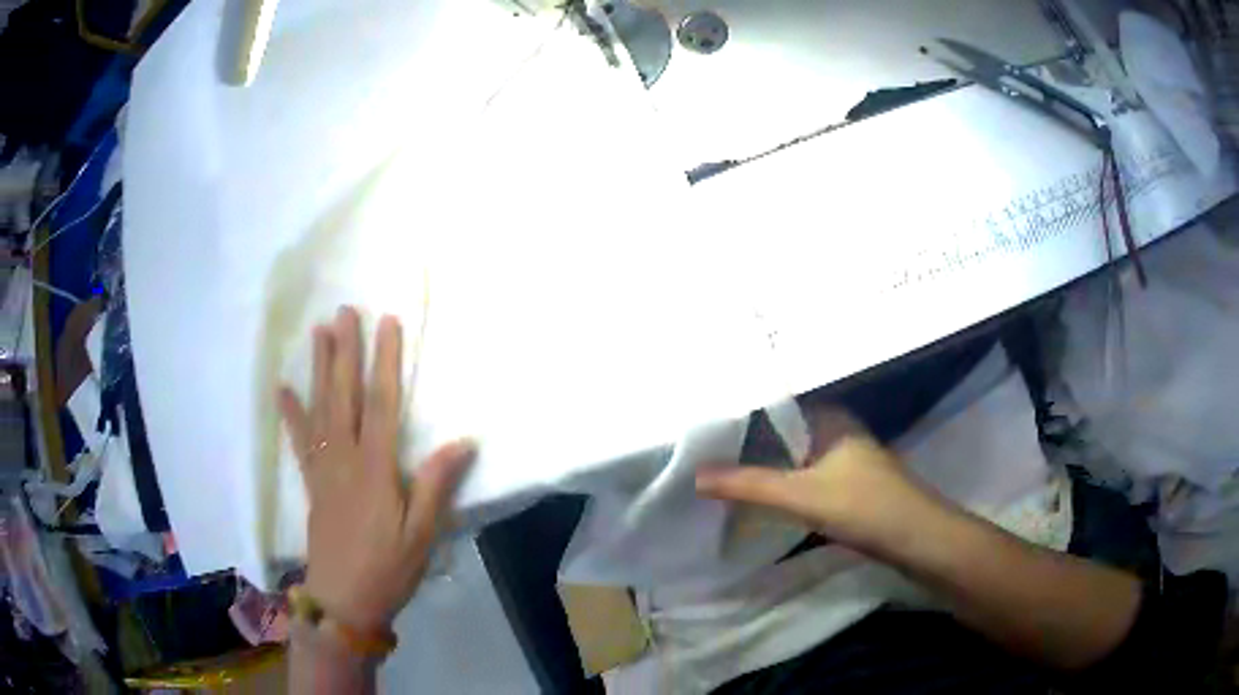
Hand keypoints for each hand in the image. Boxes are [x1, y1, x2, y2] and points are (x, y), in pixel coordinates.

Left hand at [278, 306, 474, 631]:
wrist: (343, 600)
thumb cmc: (388, 568)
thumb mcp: (422, 533)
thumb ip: (436, 485)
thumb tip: (463, 441)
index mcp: (375, 468)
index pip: (382, 403)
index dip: (386, 361)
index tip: (388, 323)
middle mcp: (344, 458)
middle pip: (344, 395)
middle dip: (346, 351)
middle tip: (345, 311)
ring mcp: (323, 468)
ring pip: (319, 409)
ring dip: (319, 369)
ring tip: (318, 333)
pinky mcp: (312, 482)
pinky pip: (299, 440)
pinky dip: (290, 413)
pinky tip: (283, 389)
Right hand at [695, 409, 933, 557]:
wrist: (919, 540)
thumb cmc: (864, 506)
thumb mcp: (801, 495)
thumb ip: (748, 485)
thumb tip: (695, 476)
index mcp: (831, 419)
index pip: (777, 407)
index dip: (742, 416)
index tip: (704, 427)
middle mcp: (839, 434)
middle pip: (785, 436)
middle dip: (749, 446)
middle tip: (704, 453)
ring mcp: (848, 463)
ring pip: (797, 461)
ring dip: (767, 470)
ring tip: (722, 474)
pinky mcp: (852, 490)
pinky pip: (808, 481)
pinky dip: (785, 488)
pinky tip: (762, 499)